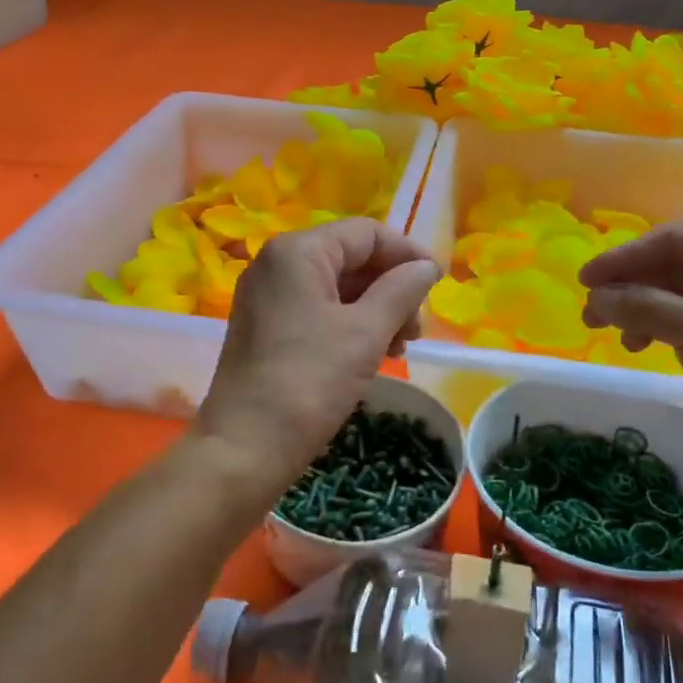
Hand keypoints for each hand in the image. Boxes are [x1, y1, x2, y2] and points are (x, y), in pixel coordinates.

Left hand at [194, 218, 440, 509]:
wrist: (244, 449)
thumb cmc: (309, 382)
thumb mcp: (365, 332)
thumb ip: (402, 290)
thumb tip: (427, 266)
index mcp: (298, 252)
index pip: (366, 234)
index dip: (407, 254)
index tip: (438, 285)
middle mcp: (276, 264)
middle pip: (351, 258)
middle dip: (391, 288)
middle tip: (415, 330)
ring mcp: (267, 297)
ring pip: (336, 287)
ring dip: (376, 310)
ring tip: (399, 349)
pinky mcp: (266, 328)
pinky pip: (318, 311)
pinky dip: (350, 326)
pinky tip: (372, 356)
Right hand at [579, 214, 682, 481]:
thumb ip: (646, 309)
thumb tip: (593, 299)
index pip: (675, 239)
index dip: (623, 261)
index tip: (582, 281)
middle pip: (680, 267)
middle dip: (637, 294)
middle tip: (593, 320)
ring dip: (655, 317)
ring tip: (630, 344)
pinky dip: (682, 335)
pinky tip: (676, 358)